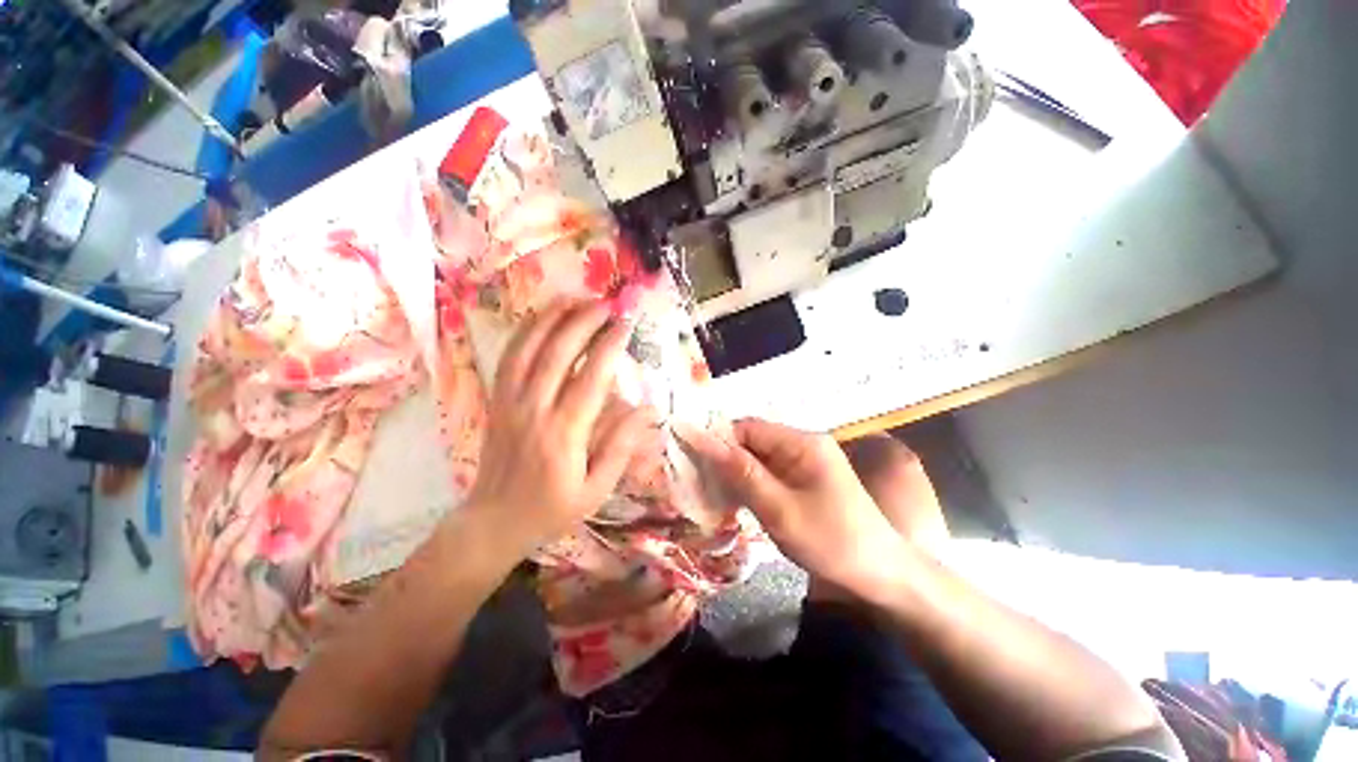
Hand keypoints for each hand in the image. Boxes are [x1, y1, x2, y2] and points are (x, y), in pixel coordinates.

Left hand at [466, 301, 654, 553]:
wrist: (494, 522)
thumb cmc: (552, 509)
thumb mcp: (596, 490)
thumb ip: (621, 448)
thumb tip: (646, 410)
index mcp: (563, 435)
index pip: (591, 379)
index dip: (610, 346)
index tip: (626, 324)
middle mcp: (534, 411)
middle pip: (558, 354)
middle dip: (584, 322)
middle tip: (607, 303)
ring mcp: (510, 402)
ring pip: (528, 349)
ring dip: (552, 318)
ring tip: (575, 297)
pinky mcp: (497, 400)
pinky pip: (509, 357)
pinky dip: (526, 332)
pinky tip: (542, 317)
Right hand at [679, 419, 910, 599]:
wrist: (881, 575)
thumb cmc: (831, 541)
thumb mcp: (779, 509)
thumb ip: (741, 473)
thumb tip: (703, 440)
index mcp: (802, 443)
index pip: (748, 427)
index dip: (718, 440)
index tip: (692, 462)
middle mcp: (804, 444)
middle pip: (753, 441)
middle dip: (725, 458)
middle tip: (700, 483)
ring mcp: (806, 462)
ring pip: (759, 458)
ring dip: (736, 473)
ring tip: (713, 493)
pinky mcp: (805, 479)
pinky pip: (770, 473)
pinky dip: (751, 483)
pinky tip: (737, 500)